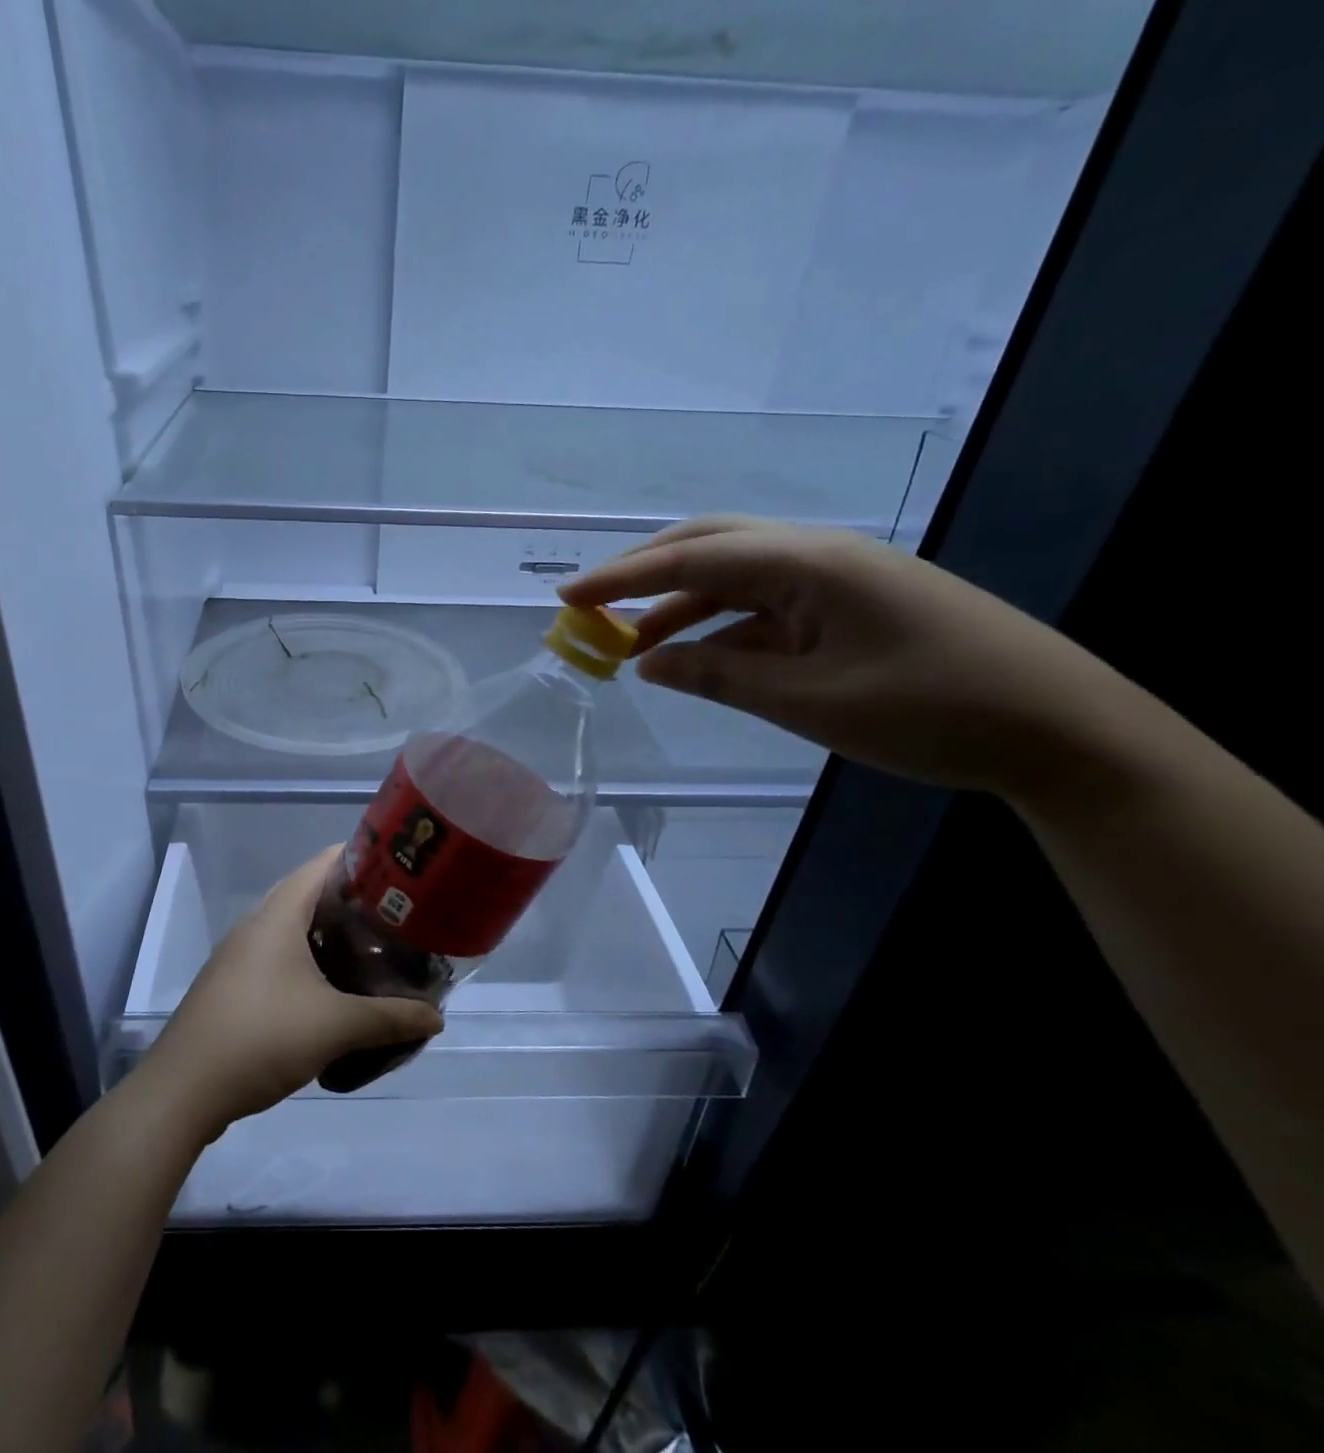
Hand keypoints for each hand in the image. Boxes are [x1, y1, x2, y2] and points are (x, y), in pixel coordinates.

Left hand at [138, 847, 445, 1133]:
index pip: (323, 864)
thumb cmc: (261, 1037)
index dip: (362, 859)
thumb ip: (390, 1018)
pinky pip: (281, 959)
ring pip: (295, 931)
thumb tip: (436, 1018)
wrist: (183, 1090)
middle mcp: (257, 926)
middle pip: (311, 896)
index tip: (400, 872)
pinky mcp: (235, 987)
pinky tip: (336, 990)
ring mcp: (241, 957)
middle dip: (354, 905)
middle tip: (398, 919)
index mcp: (278, 915)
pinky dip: (312, 964)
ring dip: (332, 939)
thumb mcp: (336, 1026)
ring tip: (376, 953)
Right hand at [560, 517, 1135, 803]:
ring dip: (680, 606)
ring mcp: (836, 582)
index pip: (692, 561)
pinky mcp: (848, 609)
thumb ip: (720, 677)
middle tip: (592, 606)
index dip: (622, 579)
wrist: (1061, 730)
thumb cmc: (934, 711)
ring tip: (628, 643)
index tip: (566, 596)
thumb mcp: (810, 702)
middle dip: (645, 574)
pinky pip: (765, 609)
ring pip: (735, 579)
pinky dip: (721, 630)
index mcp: (809, 563)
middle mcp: (818, 556)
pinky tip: (694, 656)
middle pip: (711, 547)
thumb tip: (648, 662)